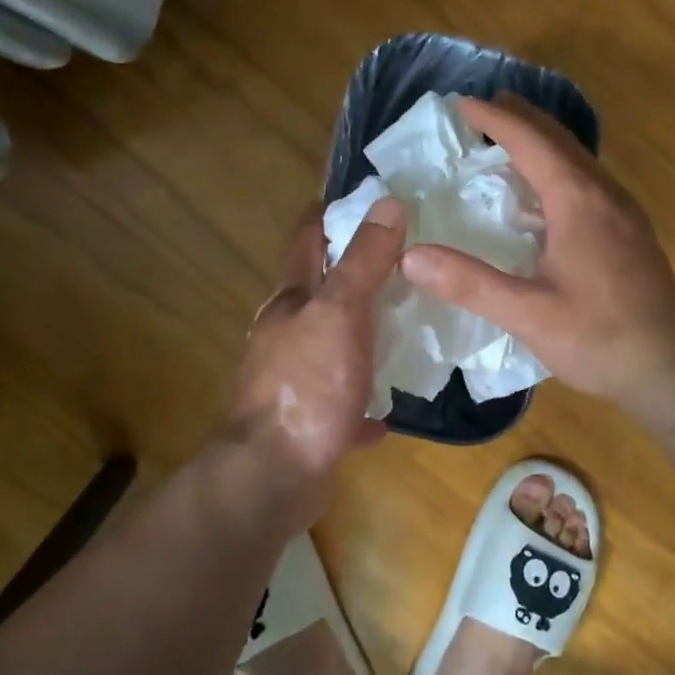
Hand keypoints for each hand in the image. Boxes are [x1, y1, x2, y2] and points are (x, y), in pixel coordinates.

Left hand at [225, 197, 406, 477]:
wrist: (273, 476)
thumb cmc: (307, 385)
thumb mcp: (341, 313)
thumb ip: (364, 261)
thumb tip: (386, 202)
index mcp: (291, 302)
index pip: (307, 241)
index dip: (328, 215)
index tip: (360, 199)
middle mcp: (286, 335)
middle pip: (318, 293)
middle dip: (351, 274)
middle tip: (400, 262)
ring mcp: (293, 381)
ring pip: (329, 347)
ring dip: (358, 336)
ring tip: (401, 327)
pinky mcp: (306, 424)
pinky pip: (340, 404)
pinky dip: (360, 401)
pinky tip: (385, 411)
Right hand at [399, 94, 674, 425]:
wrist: (674, 370)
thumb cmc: (601, 339)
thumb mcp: (529, 314)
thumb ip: (469, 283)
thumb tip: (409, 255)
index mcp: (579, 201)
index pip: (531, 142)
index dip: (496, 119)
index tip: (462, 102)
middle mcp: (604, 193)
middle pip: (559, 139)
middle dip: (520, 118)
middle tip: (484, 108)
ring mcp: (623, 211)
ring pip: (577, 158)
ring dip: (541, 141)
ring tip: (507, 139)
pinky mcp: (630, 231)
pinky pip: (587, 180)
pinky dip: (556, 167)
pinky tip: (543, 193)